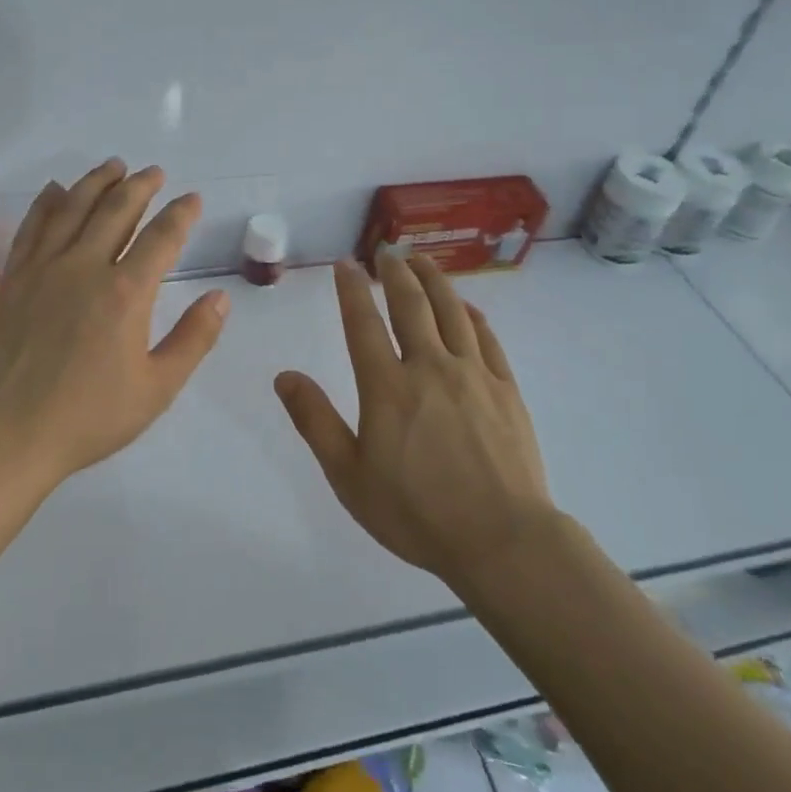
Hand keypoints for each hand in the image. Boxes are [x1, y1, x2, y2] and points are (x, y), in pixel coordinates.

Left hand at [0, 158, 228, 491]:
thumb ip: (194, 339)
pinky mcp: (15, 279)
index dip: (180, 214)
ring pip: (73, 208)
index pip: (161, 237)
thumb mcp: (157, 388)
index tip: (192, 199)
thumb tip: (221, 298)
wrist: (8, 435)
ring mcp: (44, 269)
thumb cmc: (89, 417)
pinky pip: (33, 228)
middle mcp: (85, 267)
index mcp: (126, 293)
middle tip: (154, 172)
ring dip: (96, 182)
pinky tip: (55, 191)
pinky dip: (47, 204)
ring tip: (113, 166)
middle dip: (139, 186)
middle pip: (116, 210)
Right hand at [274, 252, 550, 587]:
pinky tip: (466, 307)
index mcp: (388, 386)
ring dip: (434, 280)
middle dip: (395, 272)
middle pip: (411, 304)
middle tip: (387, 250)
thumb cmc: (416, 513)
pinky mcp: (506, 389)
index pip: (363, 322)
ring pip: (451, 311)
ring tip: (422, 261)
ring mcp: (473, 374)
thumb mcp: (349, 476)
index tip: (346, 264)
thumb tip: (284, 376)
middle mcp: (430, 367)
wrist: (502, 540)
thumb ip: (316, 421)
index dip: (352, 289)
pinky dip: (472, 315)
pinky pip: (486, 338)